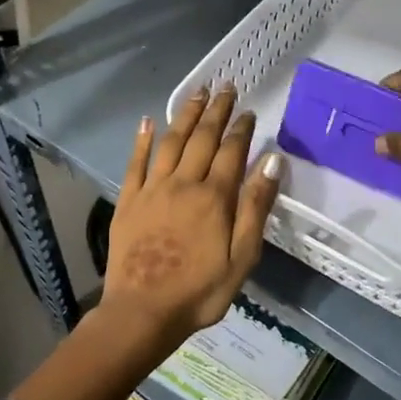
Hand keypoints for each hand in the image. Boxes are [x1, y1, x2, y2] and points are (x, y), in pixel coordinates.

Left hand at [101, 84, 282, 347]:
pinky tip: (148, 121)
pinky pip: (135, 163)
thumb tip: (272, 160)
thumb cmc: (200, 291)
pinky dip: (142, 140)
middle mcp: (183, 184)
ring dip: (185, 115)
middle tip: (225, 87)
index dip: (241, 129)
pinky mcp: (128, 201)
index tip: (248, 110)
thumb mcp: (242, 256)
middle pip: (202, 139)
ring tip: (197, 94)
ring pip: (171, 142)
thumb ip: (256, 206)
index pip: (231, 152)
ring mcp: (152, 190)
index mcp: (215, 198)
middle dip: (216, 111)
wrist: (142, 312)